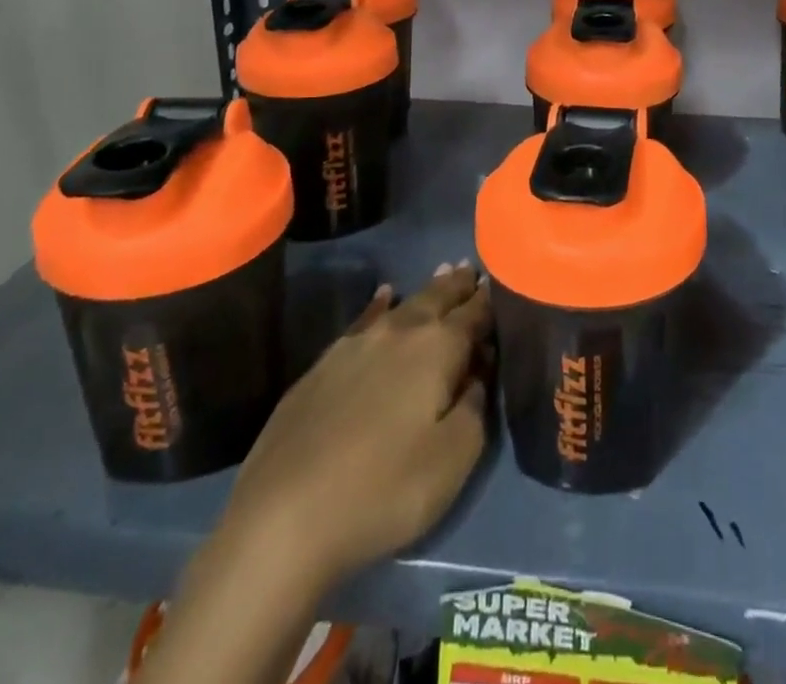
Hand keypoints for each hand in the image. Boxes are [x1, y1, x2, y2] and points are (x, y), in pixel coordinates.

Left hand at [218, 262, 493, 588]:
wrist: (284, 517)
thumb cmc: (384, 490)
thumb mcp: (453, 459)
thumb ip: (475, 406)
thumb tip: (478, 371)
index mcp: (437, 349)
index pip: (473, 314)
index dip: (490, 301)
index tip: (501, 284)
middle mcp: (400, 332)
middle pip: (437, 299)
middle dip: (458, 285)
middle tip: (472, 268)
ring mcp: (356, 345)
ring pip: (403, 304)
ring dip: (427, 290)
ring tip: (443, 273)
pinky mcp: (323, 365)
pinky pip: (365, 319)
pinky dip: (380, 304)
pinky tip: (384, 296)